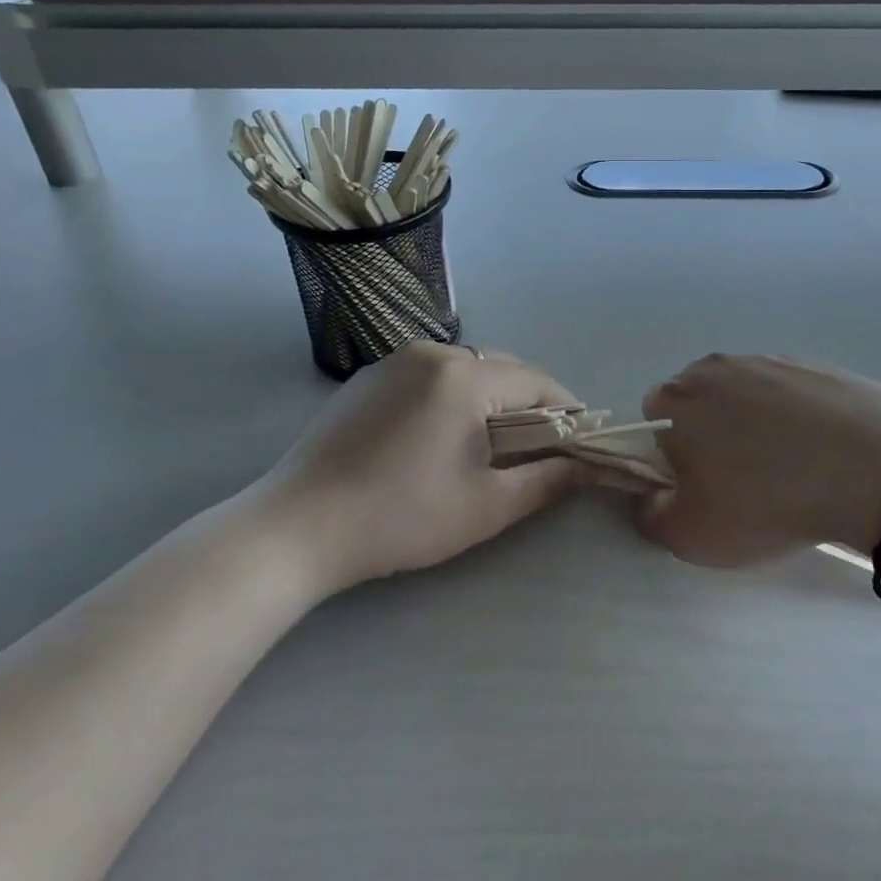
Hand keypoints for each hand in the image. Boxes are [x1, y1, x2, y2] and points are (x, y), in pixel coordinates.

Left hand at [256, 343, 581, 589]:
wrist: (297, 527)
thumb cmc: (401, 517)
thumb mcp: (485, 506)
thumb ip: (545, 481)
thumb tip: (583, 467)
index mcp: (464, 376)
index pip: (536, 382)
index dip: (566, 410)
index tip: (580, 440)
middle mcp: (431, 352)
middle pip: (501, 369)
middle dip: (528, 404)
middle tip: (538, 447)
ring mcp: (393, 361)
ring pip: (463, 370)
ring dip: (488, 399)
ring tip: (490, 443)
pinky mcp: (366, 378)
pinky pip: (427, 377)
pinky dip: (449, 398)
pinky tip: (438, 437)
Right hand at [640, 354, 880, 567]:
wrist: (872, 466)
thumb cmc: (765, 500)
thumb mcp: (690, 535)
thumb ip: (651, 515)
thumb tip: (651, 497)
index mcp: (676, 399)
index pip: (653, 420)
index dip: (670, 456)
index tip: (699, 486)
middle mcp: (715, 368)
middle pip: (699, 401)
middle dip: (710, 435)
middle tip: (741, 481)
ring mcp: (770, 361)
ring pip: (746, 396)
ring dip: (755, 426)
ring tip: (789, 470)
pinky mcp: (816, 366)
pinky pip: (791, 395)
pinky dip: (797, 419)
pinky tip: (822, 453)